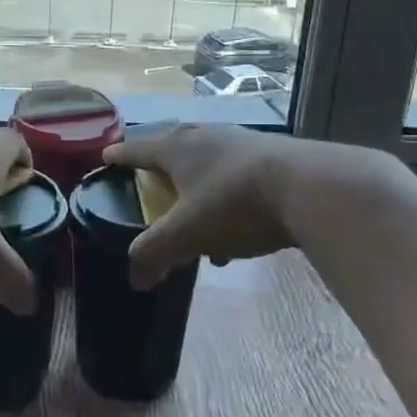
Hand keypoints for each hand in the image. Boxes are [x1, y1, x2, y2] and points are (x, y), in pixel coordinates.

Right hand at [103, 124, 304, 288]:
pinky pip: (235, 178)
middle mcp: (206, 137)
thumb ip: (154, 254)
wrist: (311, 189)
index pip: (137, 149)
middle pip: (173, 150)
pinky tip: (235, 237)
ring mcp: (241, 143)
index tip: (105, 158)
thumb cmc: (234, 204)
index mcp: (177, 147)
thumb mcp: (186, 234)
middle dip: (159, 171)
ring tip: (192, 223)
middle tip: (148, 187)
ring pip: (207, 166)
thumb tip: (134, 280)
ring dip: (195, 192)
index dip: (119, 157)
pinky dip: (224, 202)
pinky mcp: (271, 158)